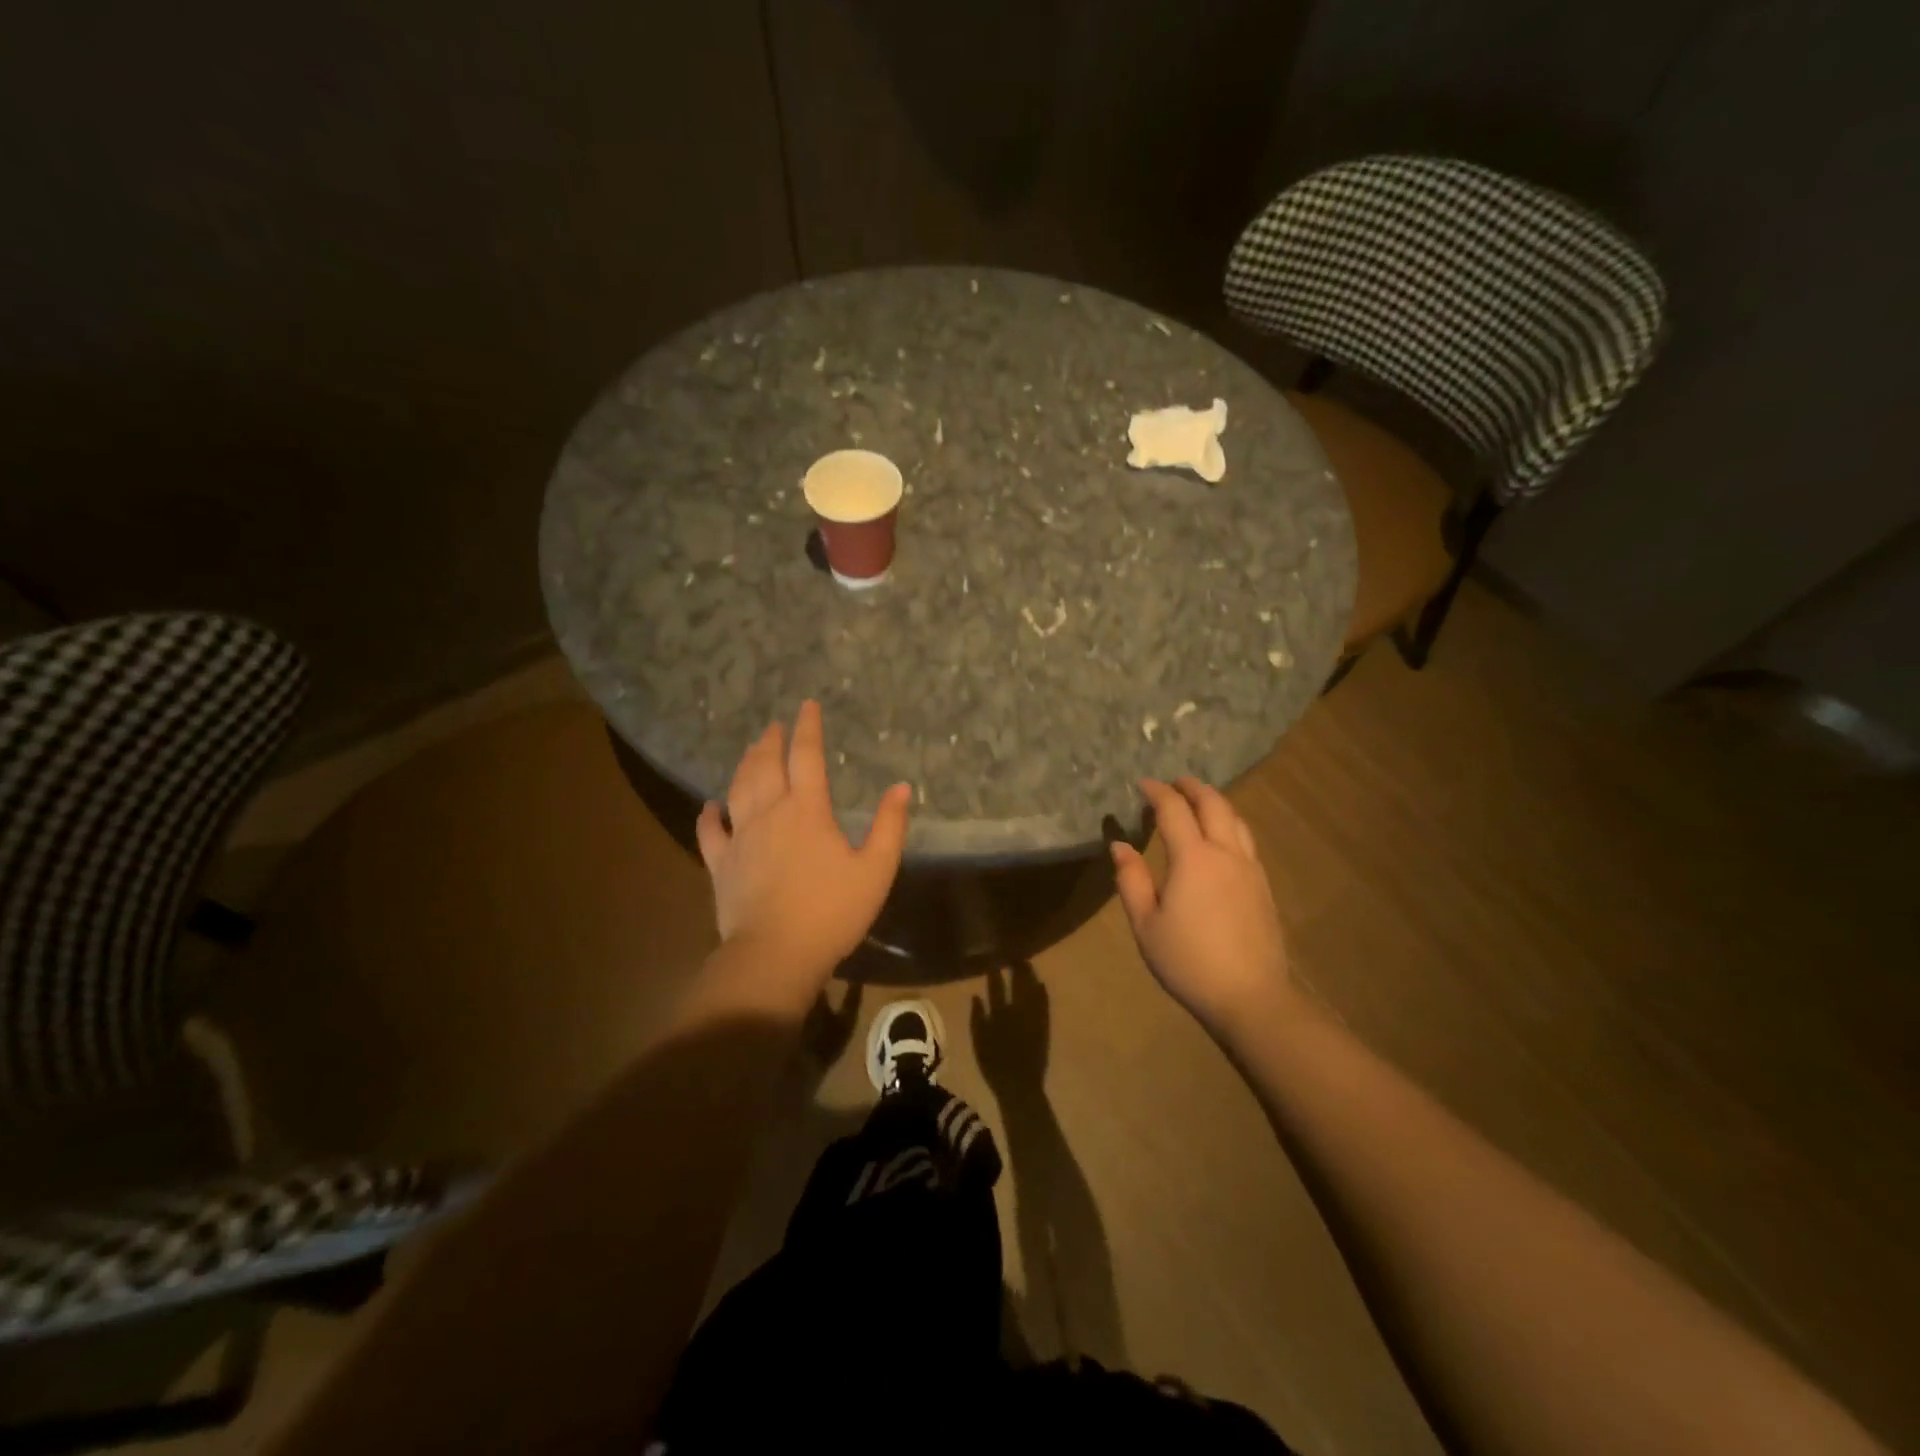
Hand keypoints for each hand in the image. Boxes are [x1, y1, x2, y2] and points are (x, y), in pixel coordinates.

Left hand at [696, 700, 909, 995]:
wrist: (776, 954)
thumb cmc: (832, 911)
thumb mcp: (876, 870)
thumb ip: (890, 826)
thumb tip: (901, 787)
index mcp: (807, 810)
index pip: (806, 757)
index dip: (808, 728)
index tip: (807, 705)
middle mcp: (770, 814)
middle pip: (766, 766)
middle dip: (771, 741)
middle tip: (774, 725)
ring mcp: (740, 838)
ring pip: (738, 789)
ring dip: (745, 765)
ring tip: (751, 750)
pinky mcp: (721, 865)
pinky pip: (710, 832)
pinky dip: (709, 814)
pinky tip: (710, 805)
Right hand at [970, 962, 1049, 1091]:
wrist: (1020, 1085)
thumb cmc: (994, 1065)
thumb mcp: (978, 1042)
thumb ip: (977, 1017)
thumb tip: (976, 995)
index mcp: (999, 1014)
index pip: (996, 986)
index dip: (996, 972)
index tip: (994, 959)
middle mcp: (1017, 1011)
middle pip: (1018, 984)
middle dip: (1017, 968)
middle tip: (1016, 955)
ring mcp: (1033, 1018)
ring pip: (1033, 990)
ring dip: (1030, 976)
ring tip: (1028, 964)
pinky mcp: (1044, 1026)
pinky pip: (1044, 1004)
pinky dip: (1043, 993)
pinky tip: (1041, 984)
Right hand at [1110, 777, 1292, 1039]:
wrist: (1251, 997)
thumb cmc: (1189, 961)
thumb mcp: (1146, 924)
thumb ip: (1131, 880)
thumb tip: (1120, 845)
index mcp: (1193, 858)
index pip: (1174, 809)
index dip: (1156, 792)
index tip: (1141, 784)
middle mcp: (1225, 853)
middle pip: (1213, 804)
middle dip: (1192, 787)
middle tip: (1174, 782)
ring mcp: (1250, 868)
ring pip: (1235, 819)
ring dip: (1215, 802)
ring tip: (1198, 803)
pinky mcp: (1263, 886)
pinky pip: (1246, 840)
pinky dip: (1229, 824)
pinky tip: (1220, 839)